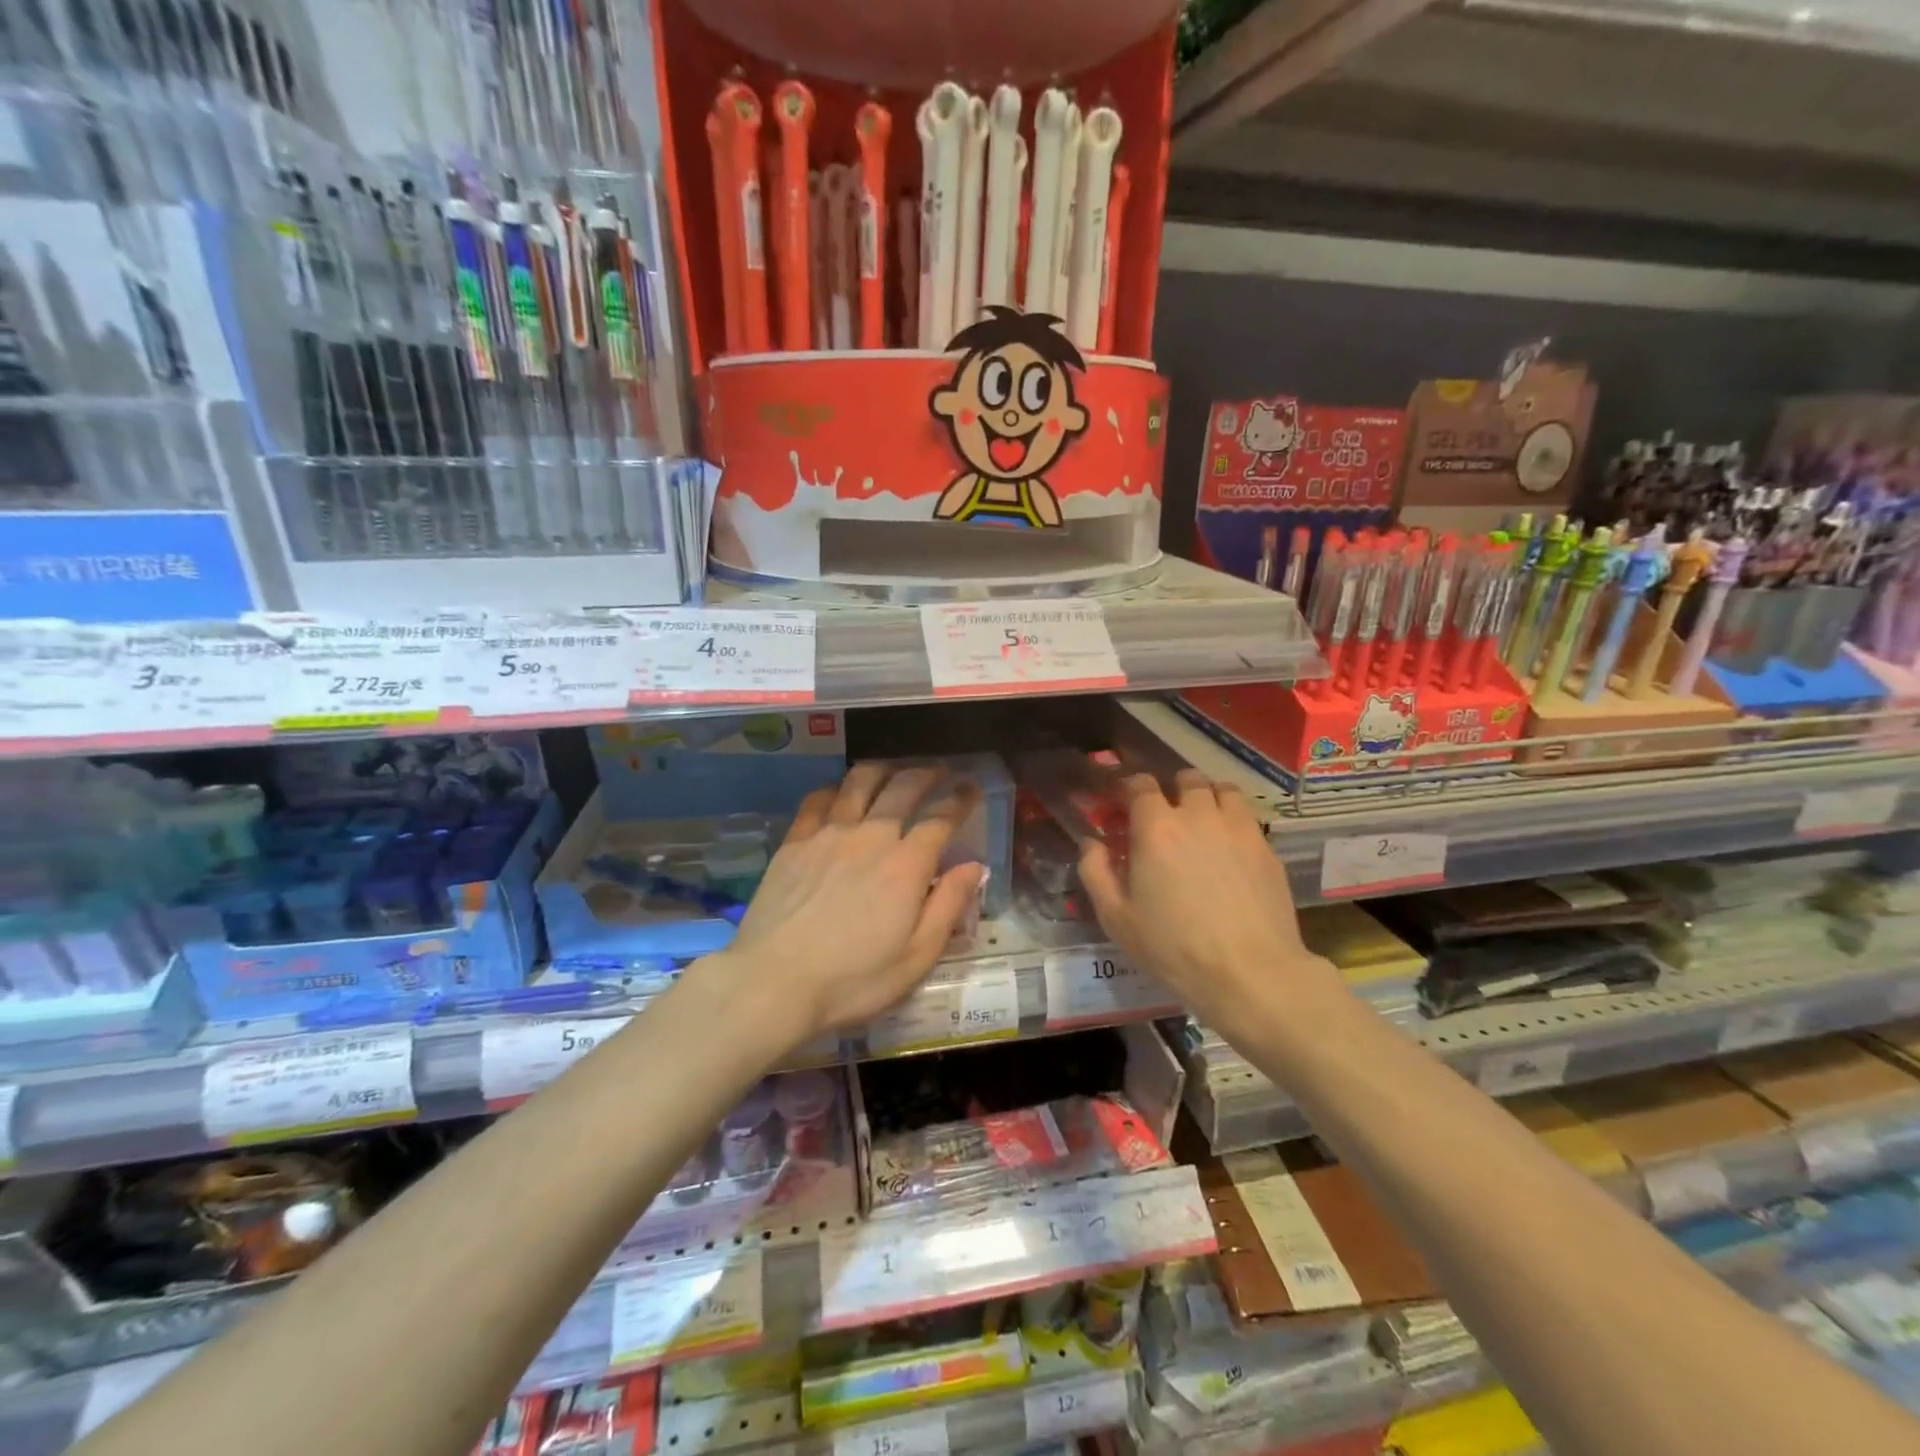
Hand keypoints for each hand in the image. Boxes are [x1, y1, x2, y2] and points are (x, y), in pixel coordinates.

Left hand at [716, 764, 983, 1046]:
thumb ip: (949, 906)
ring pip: (860, 781)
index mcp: (906, 864)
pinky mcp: (795, 840)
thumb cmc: (853, 979)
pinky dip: (836, 788)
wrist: (774, 981)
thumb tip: (974, 866)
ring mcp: (829, 833)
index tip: (970, 787)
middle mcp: (871, 836)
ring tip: (893, 772)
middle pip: (904, 787)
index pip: (941, 818)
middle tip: (938, 771)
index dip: (960, 799)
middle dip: (926, 774)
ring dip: (883, 770)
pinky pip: (819, 798)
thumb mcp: (916, 956)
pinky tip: (840, 794)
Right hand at [1077, 769, 1343, 1026]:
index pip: (1140, 784)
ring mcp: (1238, 828)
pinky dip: (1233, 819)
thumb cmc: (1173, 947)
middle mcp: (1198, 815)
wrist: (1249, 972)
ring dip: (1207, 796)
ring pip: (1223, 790)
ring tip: (1202, 820)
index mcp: (1155, 828)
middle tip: (1165, 814)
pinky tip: (1229, 847)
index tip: (1123, 802)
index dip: (1129, 787)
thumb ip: (1095, 872)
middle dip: (1172, 788)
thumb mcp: (1116, 918)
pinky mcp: (1267, 848)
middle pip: (1186, 779)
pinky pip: (1247, 816)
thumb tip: (1092, 843)